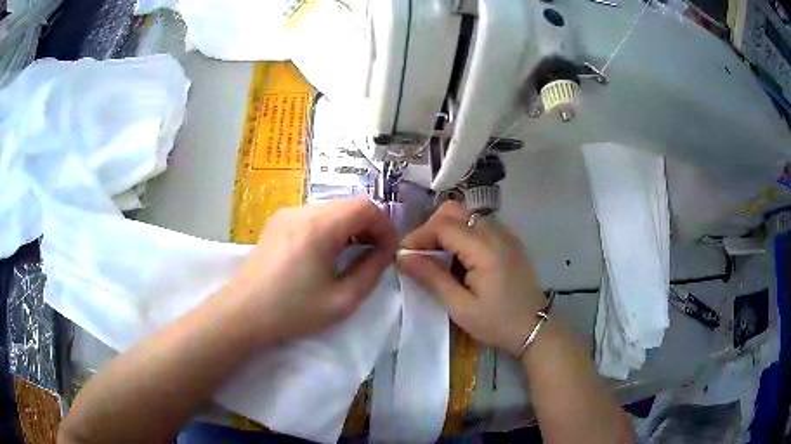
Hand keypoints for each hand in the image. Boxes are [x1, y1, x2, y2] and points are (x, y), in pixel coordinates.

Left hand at [224, 198, 397, 342]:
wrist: (242, 312)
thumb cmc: (291, 310)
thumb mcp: (341, 301)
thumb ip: (370, 272)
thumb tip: (382, 253)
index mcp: (319, 226)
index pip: (365, 206)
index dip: (385, 226)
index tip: (388, 252)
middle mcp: (302, 210)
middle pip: (348, 205)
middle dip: (369, 227)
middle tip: (374, 255)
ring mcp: (286, 214)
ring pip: (331, 209)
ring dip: (349, 227)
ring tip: (352, 255)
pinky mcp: (276, 222)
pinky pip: (313, 216)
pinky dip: (330, 229)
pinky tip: (325, 253)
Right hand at [397, 201, 545, 354]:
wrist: (534, 328)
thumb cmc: (497, 322)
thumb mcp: (460, 307)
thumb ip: (432, 278)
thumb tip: (402, 257)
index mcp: (485, 249)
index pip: (443, 226)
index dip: (418, 236)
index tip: (403, 256)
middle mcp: (496, 233)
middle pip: (454, 212)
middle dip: (430, 228)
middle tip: (420, 255)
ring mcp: (505, 234)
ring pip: (466, 216)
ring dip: (445, 231)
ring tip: (437, 259)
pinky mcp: (508, 240)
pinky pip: (478, 225)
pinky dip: (461, 235)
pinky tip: (458, 259)